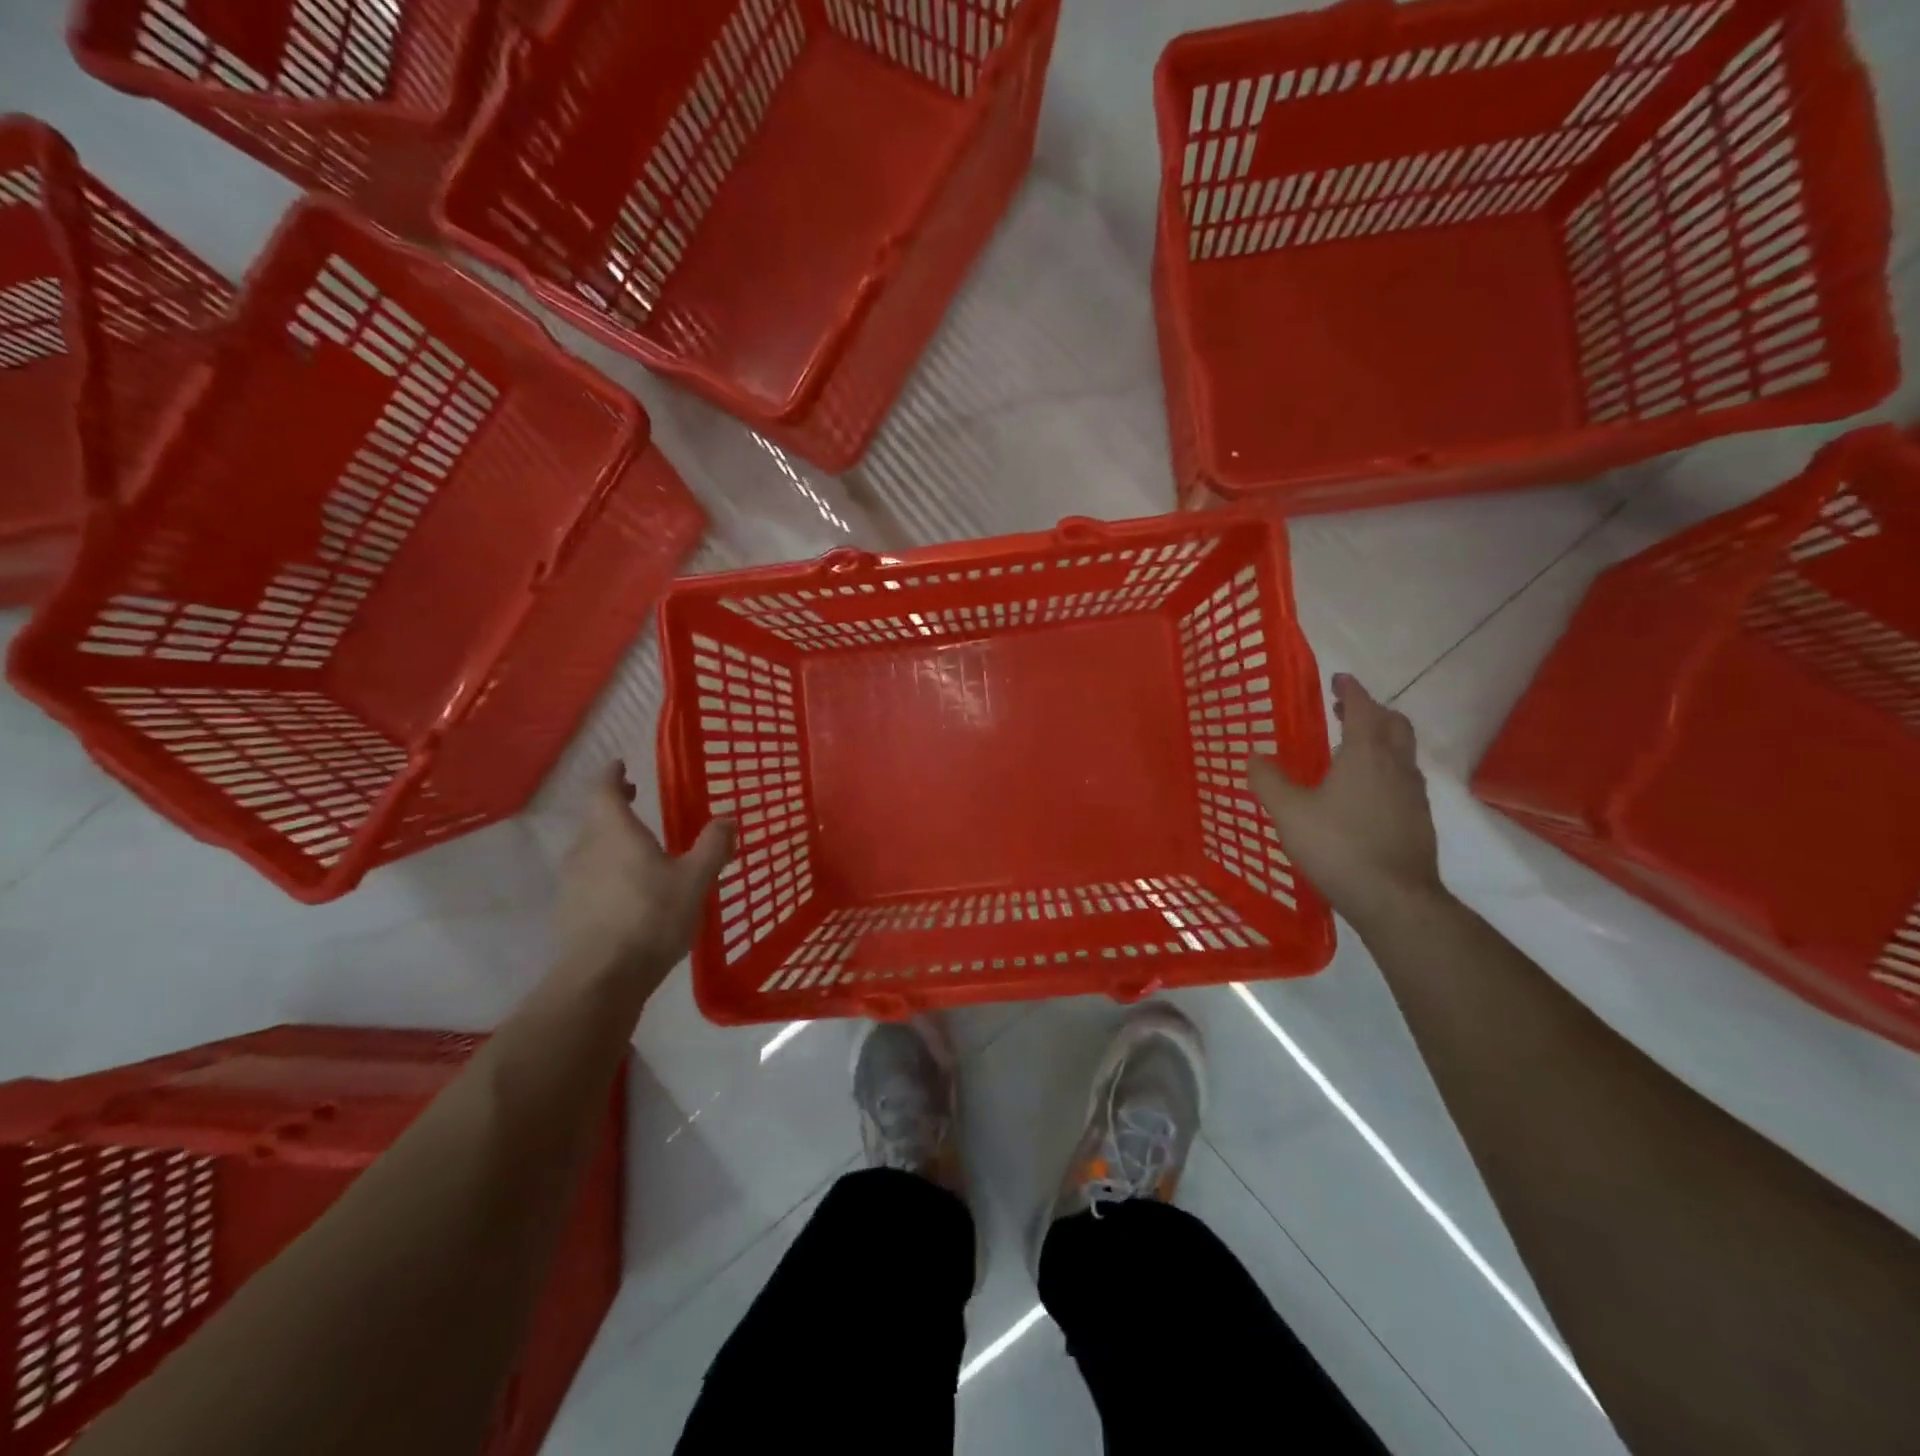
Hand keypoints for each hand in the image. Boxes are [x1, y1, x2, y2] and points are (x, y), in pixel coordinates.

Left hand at [555, 763, 733, 988]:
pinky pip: (588, 880)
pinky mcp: (568, 913)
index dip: (611, 775)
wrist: (602, 979)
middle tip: (633, 798)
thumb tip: (727, 819)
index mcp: (614, 832)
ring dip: (610, 841)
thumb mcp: (695, 879)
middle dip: (614, 806)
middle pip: (595, 819)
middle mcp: (586, 850)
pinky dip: (606, 873)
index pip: (603, 790)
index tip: (620, 765)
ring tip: (637, 849)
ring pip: (590, 850)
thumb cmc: (652, 917)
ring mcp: (572, 883)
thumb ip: (712, 846)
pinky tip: (626, 893)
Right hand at [1248, 674, 1445, 931]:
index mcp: (1366, 754)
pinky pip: (1404, 780)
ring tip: (1352, 751)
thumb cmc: (1338, 845)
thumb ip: (1268, 781)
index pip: (1363, 708)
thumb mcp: (1289, 812)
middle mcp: (1396, 766)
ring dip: (1382, 741)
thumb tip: (1253, 756)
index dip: (1351, 691)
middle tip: (1345, 712)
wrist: (1393, 898)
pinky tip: (1365, 793)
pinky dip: (1386, 770)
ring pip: (1403, 753)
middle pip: (1395, 725)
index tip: (1339, 680)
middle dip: (1372, 712)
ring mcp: (1413, 794)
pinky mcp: (1418, 820)